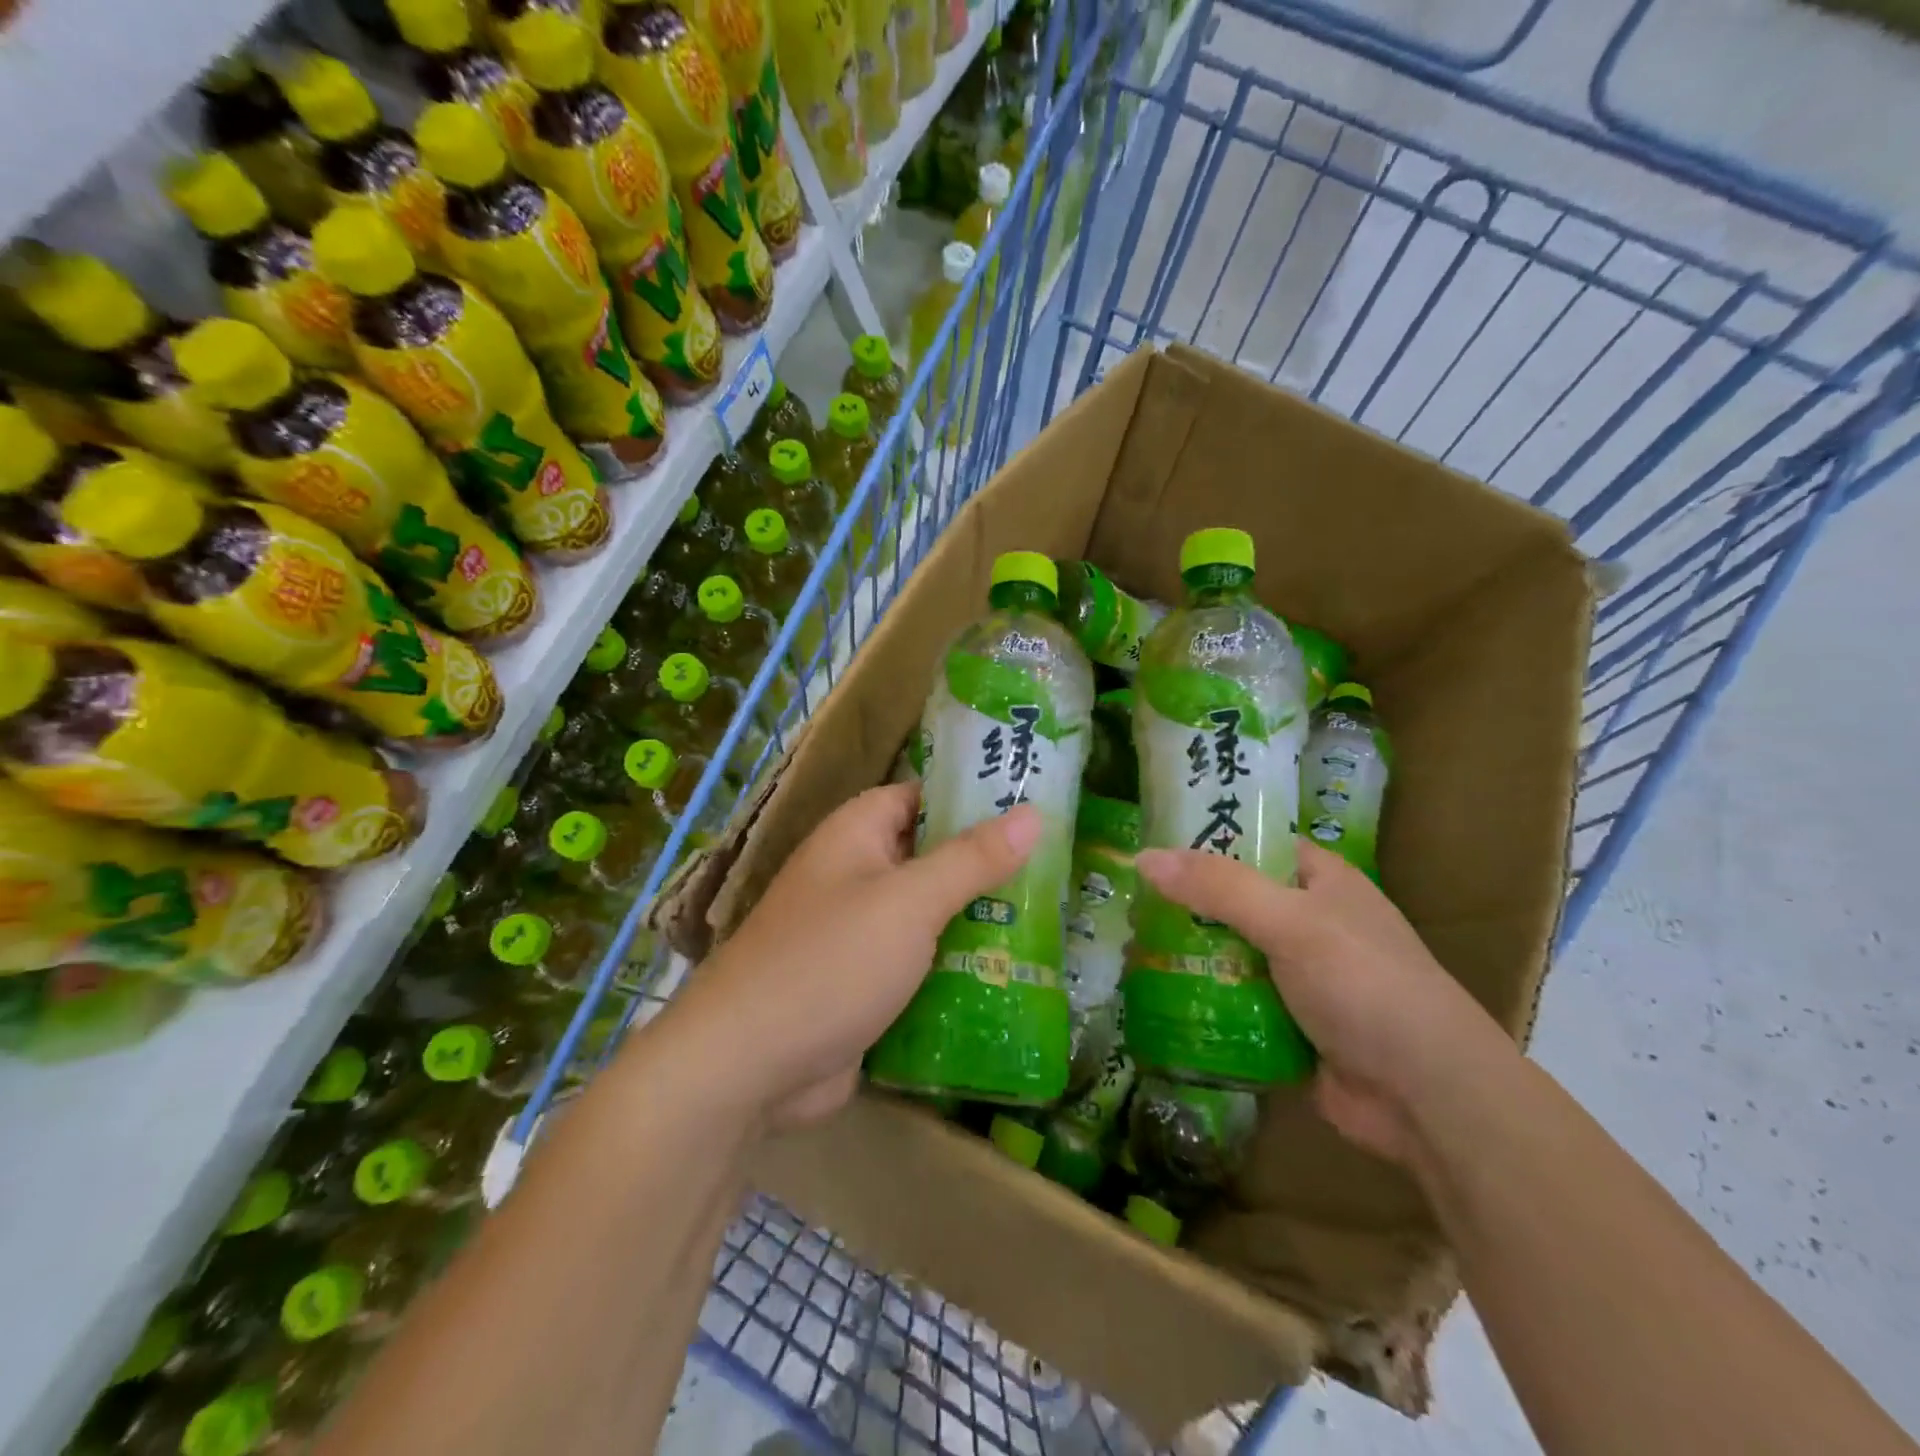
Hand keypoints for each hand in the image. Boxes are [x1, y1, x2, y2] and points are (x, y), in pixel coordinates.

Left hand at [668, 782, 1039, 1130]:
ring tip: (1050, 922)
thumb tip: (1033, 814)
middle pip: (930, 857)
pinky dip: (956, 966)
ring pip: (930, 915)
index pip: (921, 796)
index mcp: (856, 835)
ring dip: (977, 920)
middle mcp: (856, 875)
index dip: (971, 796)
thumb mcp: (910, 902)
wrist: (749, 1066)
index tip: (1032, 806)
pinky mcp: (864, 984)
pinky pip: (920, 962)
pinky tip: (1011, 975)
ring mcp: (858, 933)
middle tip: (1056, 870)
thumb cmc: (832, 961)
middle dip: (986, 866)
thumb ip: (972, 858)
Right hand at [1132, 839, 1511, 1166]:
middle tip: (1126, 902)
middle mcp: (1311, 923)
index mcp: (1323, 881)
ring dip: (1189, 954)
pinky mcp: (1289, 1025)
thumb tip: (1143, 857)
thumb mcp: (1289, 921)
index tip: (1152, 843)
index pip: (1257, 844)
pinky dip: (1203, 998)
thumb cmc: (1364, 984)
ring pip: (1231, 953)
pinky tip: (1154, 995)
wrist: (1427, 1097)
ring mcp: (1300, 977)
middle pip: (1235, 901)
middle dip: (1186, 904)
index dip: (1209, 839)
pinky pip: (1235, 1001)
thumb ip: (1217, 887)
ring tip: (1127, 948)